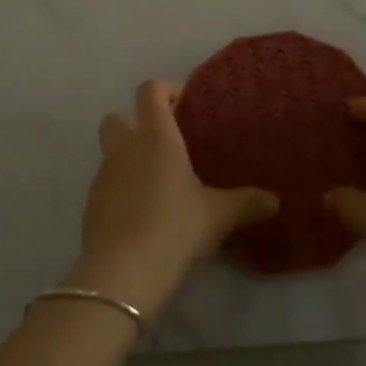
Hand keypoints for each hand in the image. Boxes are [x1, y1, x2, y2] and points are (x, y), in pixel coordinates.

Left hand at [70, 80, 278, 318]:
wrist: (120, 275)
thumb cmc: (173, 228)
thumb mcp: (217, 216)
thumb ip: (245, 203)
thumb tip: (275, 200)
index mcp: (156, 137)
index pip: (150, 91)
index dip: (165, 90)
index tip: (185, 104)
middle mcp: (126, 148)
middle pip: (118, 117)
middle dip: (135, 123)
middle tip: (164, 144)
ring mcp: (104, 176)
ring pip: (111, 153)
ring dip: (128, 159)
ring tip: (156, 184)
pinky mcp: (91, 207)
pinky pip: (106, 185)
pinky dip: (120, 190)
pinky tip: (141, 215)